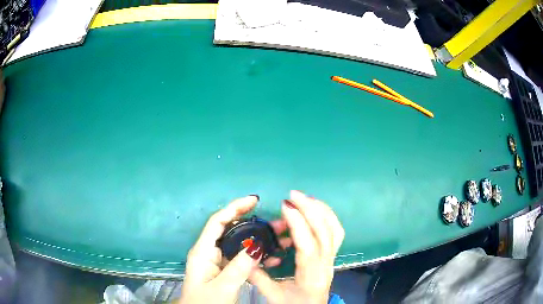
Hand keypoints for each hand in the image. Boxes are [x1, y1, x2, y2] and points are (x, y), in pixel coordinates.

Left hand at [179, 195, 290, 303]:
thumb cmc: (206, 302)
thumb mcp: (223, 287)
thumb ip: (239, 266)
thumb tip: (257, 244)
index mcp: (203, 251)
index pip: (218, 221)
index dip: (235, 207)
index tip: (254, 200)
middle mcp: (209, 251)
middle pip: (231, 229)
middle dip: (253, 224)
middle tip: (277, 223)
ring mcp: (217, 261)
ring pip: (239, 244)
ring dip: (259, 240)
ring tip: (281, 239)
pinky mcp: (224, 269)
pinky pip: (242, 257)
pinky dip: (256, 256)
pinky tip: (273, 258)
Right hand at [249, 190, 344, 303]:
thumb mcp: (272, 294)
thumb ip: (256, 274)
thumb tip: (244, 252)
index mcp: (311, 277)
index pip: (308, 246)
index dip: (298, 224)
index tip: (285, 205)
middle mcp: (326, 265)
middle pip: (326, 232)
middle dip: (311, 209)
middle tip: (293, 195)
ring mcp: (332, 260)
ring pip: (334, 230)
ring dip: (321, 210)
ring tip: (303, 199)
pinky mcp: (332, 256)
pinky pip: (335, 232)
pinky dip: (327, 216)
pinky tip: (313, 210)